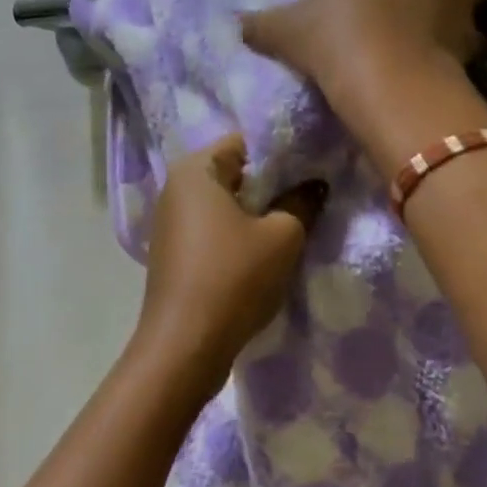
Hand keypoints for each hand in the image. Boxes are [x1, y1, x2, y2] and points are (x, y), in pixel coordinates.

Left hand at [136, 134, 325, 386]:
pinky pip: (213, 230)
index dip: (283, 152)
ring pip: (225, 204)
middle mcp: (175, 188)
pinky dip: (238, 235)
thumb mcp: (282, 236)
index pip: (245, 141)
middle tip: (311, 197)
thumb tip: (315, 184)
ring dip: (257, 213)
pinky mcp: (174, 253)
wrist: (185, 345)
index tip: (314, 168)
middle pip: (234, 173)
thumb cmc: (234, 278)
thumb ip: (302, 202)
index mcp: (195, 170)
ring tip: (294, 226)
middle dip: (272, 184)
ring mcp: (171, 223)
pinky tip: (264, 253)